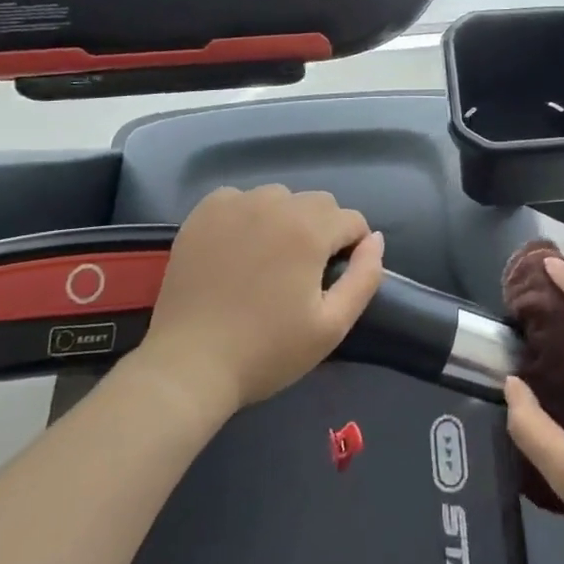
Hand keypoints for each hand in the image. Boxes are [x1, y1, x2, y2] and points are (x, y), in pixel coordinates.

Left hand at [136, 185, 384, 416]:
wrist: (188, 366)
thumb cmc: (266, 351)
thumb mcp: (332, 326)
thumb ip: (365, 277)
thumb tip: (375, 239)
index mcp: (309, 229)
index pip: (351, 220)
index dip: (351, 250)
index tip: (331, 281)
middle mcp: (275, 203)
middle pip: (318, 203)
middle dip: (321, 231)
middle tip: (300, 274)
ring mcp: (236, 203)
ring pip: (280, 198)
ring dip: (285, 220)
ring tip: (267, 261)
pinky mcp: (204, 212)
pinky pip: (241, 199)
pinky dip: (246, 216)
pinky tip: (237, 249)